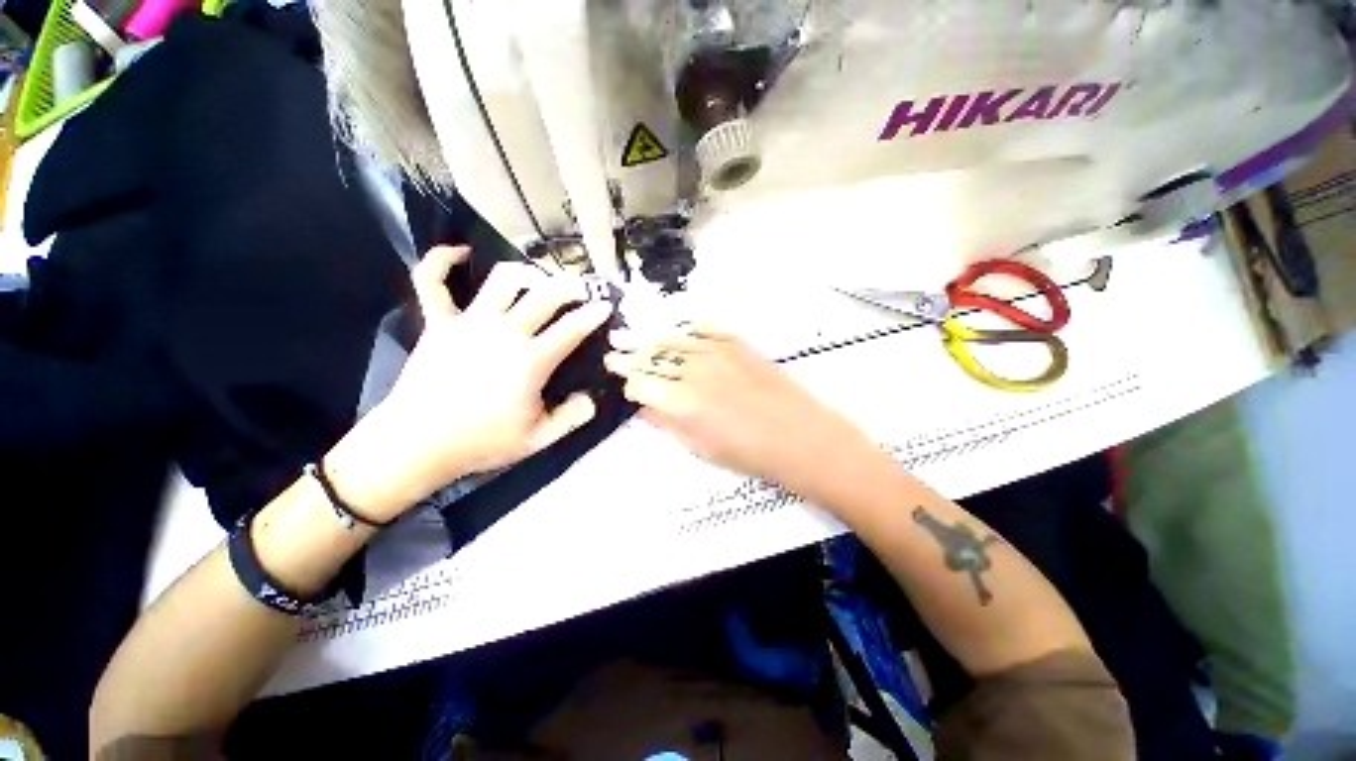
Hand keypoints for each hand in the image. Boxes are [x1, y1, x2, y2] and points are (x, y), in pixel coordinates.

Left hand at [325, 246, 611, 519]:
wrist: (416, 445)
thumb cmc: (480, 443)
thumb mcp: (538, 440)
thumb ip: (571, 418)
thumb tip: (592, 399)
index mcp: (530, 361)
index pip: (572, 328)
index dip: (594, 314)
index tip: (606, 307)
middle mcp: (503, 333)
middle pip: (544, 294)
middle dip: (570, 285)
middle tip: (581, 289)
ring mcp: (468, 323)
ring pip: (501, 280)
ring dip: (526, 272)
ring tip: (538, 278)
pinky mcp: (438, 323)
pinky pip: (432, 282)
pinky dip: (442, 260)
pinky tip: (460, 252)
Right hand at [603, 327, 883, 502]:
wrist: (798, 434)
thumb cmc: (747, 452)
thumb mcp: (699, 447)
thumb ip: (666, 423)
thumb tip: (644, 406)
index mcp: (678, 402)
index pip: (639, 383)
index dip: (629, 384)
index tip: (627, 387)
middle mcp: (691, 370)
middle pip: (650, 357)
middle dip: (629, 357)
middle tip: (614, 353)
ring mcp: (714, 351)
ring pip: (671, 339)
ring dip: (652, 342)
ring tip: (639, 341)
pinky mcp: (735, 342)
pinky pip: (703, 328)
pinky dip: (686, 332)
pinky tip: (680, 336)